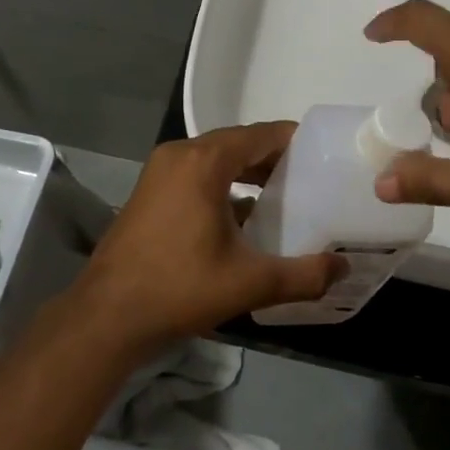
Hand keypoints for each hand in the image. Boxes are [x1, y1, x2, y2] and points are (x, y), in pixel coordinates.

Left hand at [77, 123, 343, 347]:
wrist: (107, 316)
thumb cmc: (180, 288)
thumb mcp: (249, 282)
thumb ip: (303, 275)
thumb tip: (342, 268)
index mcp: (204, 160)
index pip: (260, 134)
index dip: (294, 140)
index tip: (324, 154)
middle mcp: (180, 154)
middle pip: (237, 142)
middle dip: (273, 158)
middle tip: (310, 179)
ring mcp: (159, 171)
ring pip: (215, 158)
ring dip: (246, 172)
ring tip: (283, 197)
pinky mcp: (149, 191)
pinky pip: (195, 174)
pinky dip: (222, 184)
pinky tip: (242, 216)